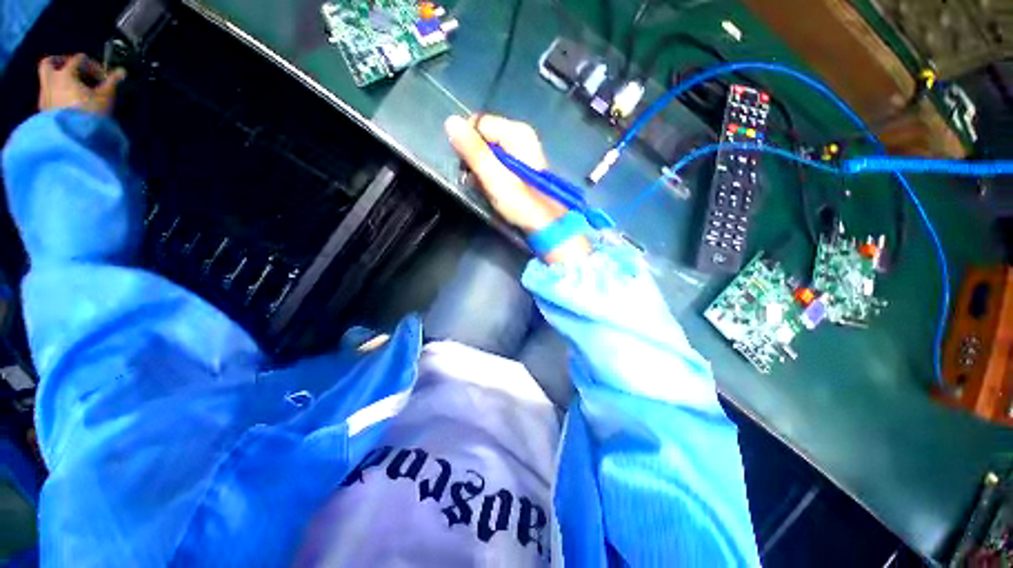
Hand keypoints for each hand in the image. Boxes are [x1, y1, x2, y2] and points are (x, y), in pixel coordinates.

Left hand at [37, 54, 125, 114]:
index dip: (93, 65)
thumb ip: (112, 82)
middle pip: (50, 62)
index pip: (79, 59)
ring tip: (72, 90)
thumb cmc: (90, 113)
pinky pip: (48, 95)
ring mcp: (44, 95)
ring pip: (47, 80)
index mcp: (65, 73)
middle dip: (61, 62)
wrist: (73, 138)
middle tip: (74, 70)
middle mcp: (51, 80)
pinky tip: (67, 103)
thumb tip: (122, 71)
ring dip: (58, 80)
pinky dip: (56, 94)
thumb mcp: (106, 97)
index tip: (103, 78)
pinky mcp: (43, 110)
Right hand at [445, 114, 566, 232]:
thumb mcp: (494, 177)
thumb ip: (473, 150)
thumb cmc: (521, 202)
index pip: (477, 123)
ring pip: (488, 151)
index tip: (469, 168)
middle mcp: (520, 134)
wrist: (546, 224)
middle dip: (475, 159)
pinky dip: (492, 174)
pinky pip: (497, 161)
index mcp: (516, 131)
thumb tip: (450, 121)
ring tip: (488, 189)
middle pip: (483, 137)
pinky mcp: (521, 164)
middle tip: (479, 182)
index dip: (468, 145)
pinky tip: (496, 189)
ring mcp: (522, 149)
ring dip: (482, 170)